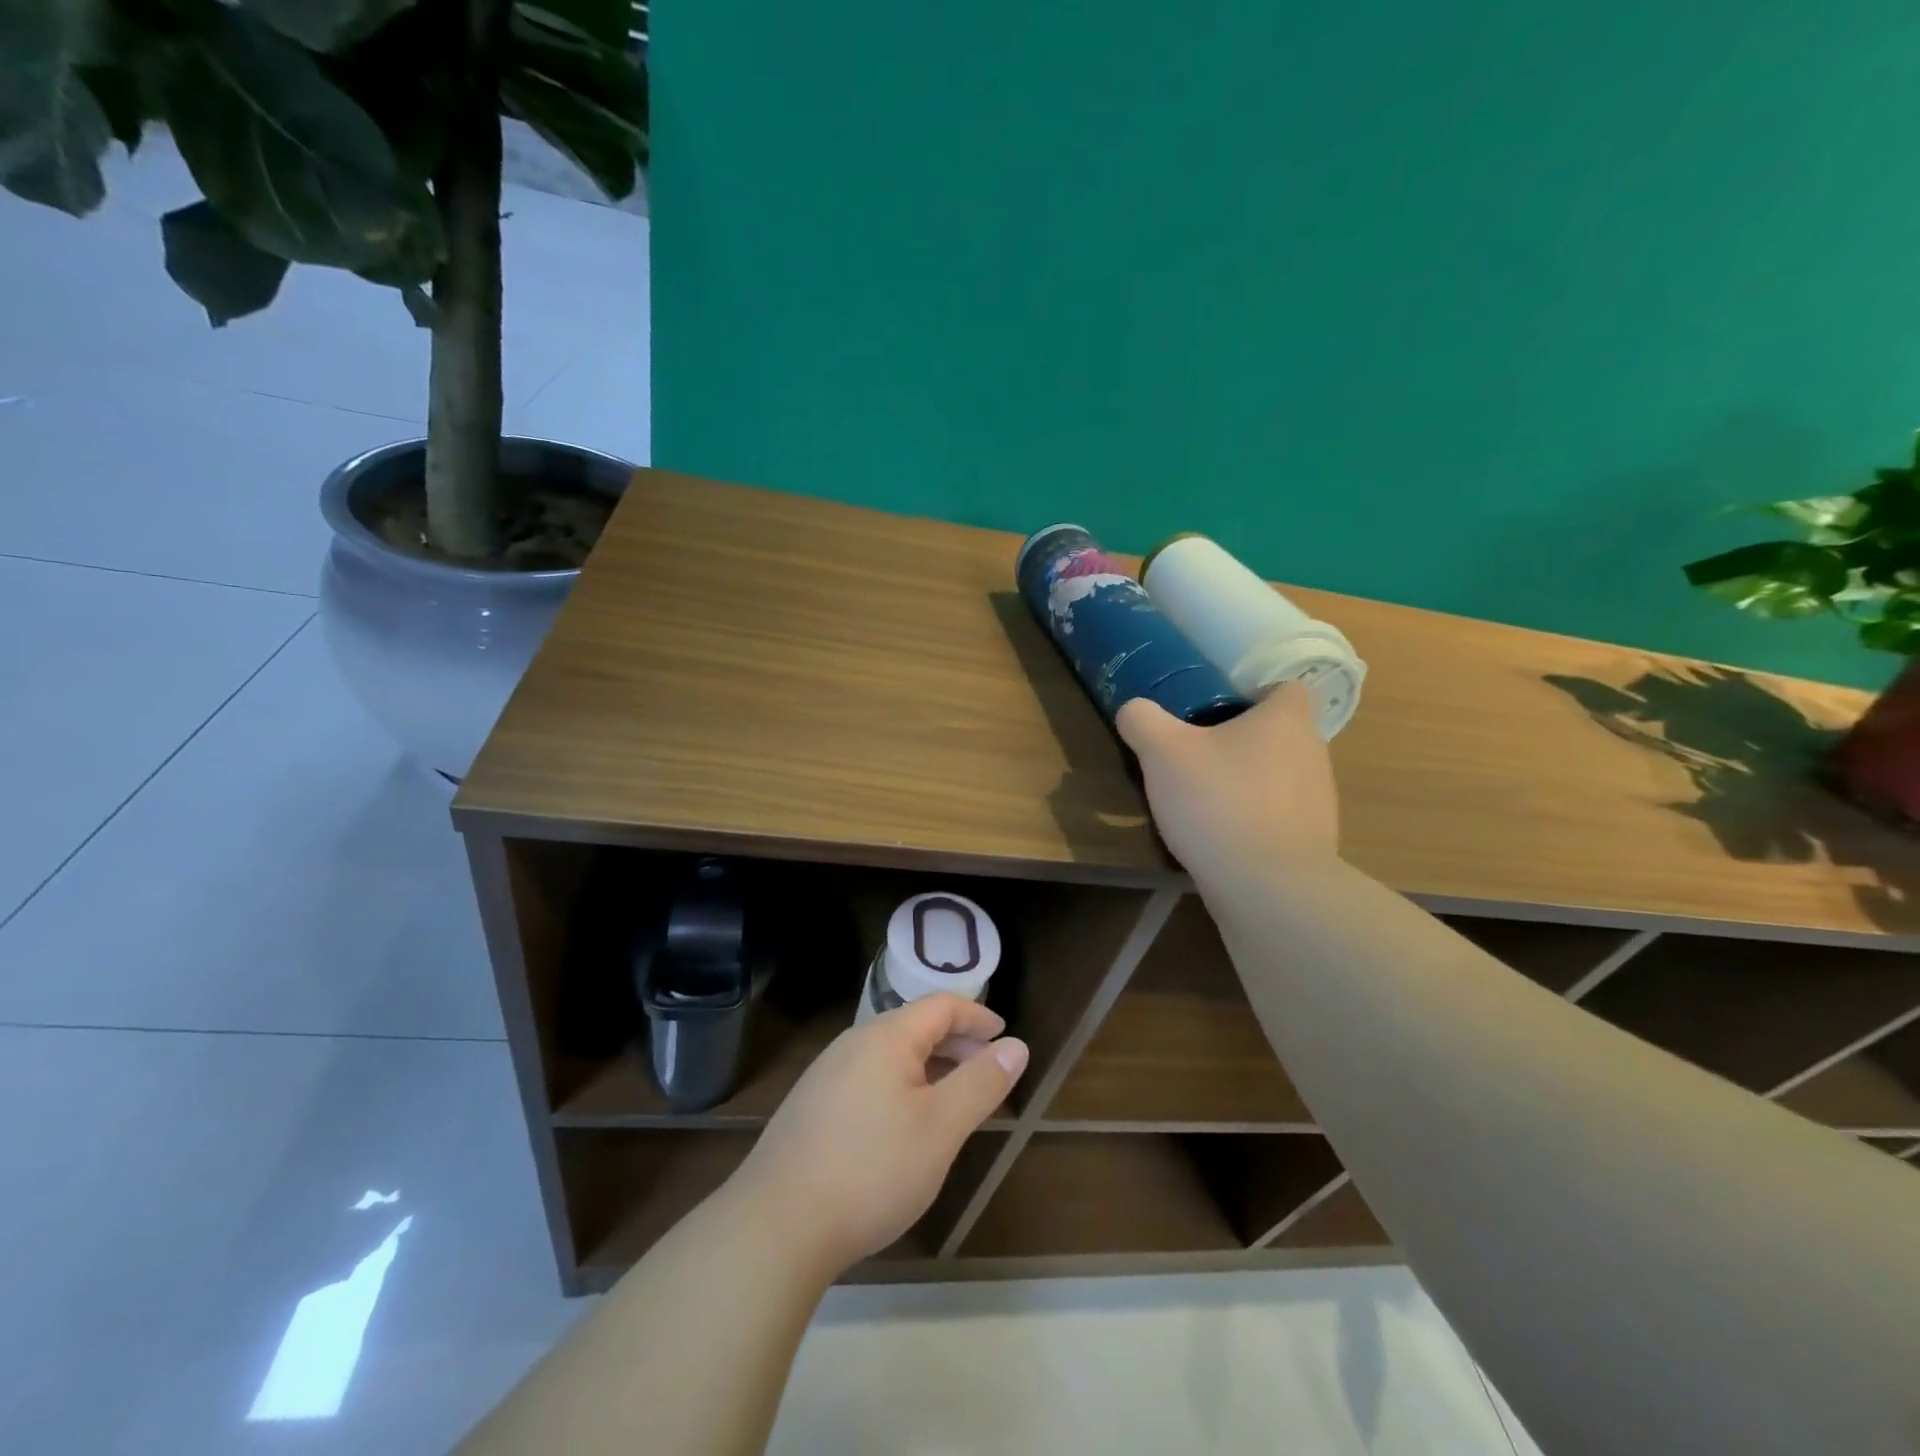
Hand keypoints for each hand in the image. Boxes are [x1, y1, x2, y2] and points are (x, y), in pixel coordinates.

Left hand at [730, 994, 1028, 1275]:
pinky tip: (903, 1127)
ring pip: (889, 1056)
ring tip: (951, 1100)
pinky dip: (900, 1087)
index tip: (1004, 1036)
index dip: (977, 1016)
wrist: (776, 1226)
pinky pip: (868, 1079)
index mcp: (885, 1037)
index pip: (940, 1006)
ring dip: (928, 1067)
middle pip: (914, 1026)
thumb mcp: (941, 1128)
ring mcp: (826, 1075)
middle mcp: (853, 1044)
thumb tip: (1016, 1046)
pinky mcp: (811, 1108)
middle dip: (955, 1043)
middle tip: (986, 1070)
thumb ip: (981, 1083)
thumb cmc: (872, 1170)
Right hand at [1117, 681, 1339, 887]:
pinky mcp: (1314, 842)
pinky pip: (1280, 817)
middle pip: (1278, 733)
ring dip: (1248, 783)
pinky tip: (1221, 838)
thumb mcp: (1162, 752)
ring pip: (1279, 776)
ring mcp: (1320, 801)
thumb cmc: (1218, 802)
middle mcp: (1314, 752)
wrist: (1267, 888)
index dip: (1250, 695)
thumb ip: (1142, 720)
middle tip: (1196, 756)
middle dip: (1241, 741)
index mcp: (1287, 719)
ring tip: (1204, 802)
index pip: (1283, 688)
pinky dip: (1255, 821)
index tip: (1214, 713)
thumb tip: (1133, 710)